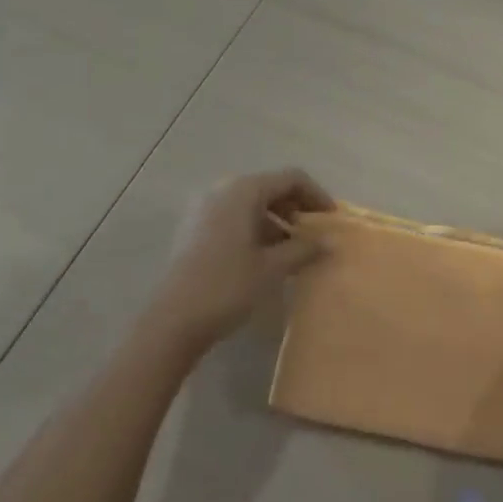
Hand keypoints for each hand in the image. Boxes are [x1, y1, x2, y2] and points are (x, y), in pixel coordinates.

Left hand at [151, 168, 333, 350]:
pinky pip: (233, 217)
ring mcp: (203, 209)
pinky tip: (264, 256)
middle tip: (313, 233)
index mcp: (243, 191)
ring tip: (292, 249)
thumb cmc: (227, 287)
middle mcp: (221, 190)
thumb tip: (330, 242)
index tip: (331, 220)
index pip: (290, 179)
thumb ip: (304, 249)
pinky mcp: (193, 229)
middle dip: (296, 207)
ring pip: (250, 203)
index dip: (316, 195)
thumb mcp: (273, 268)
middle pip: (269, 187)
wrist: (171, 322)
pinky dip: (254, 228)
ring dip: (276, 220)